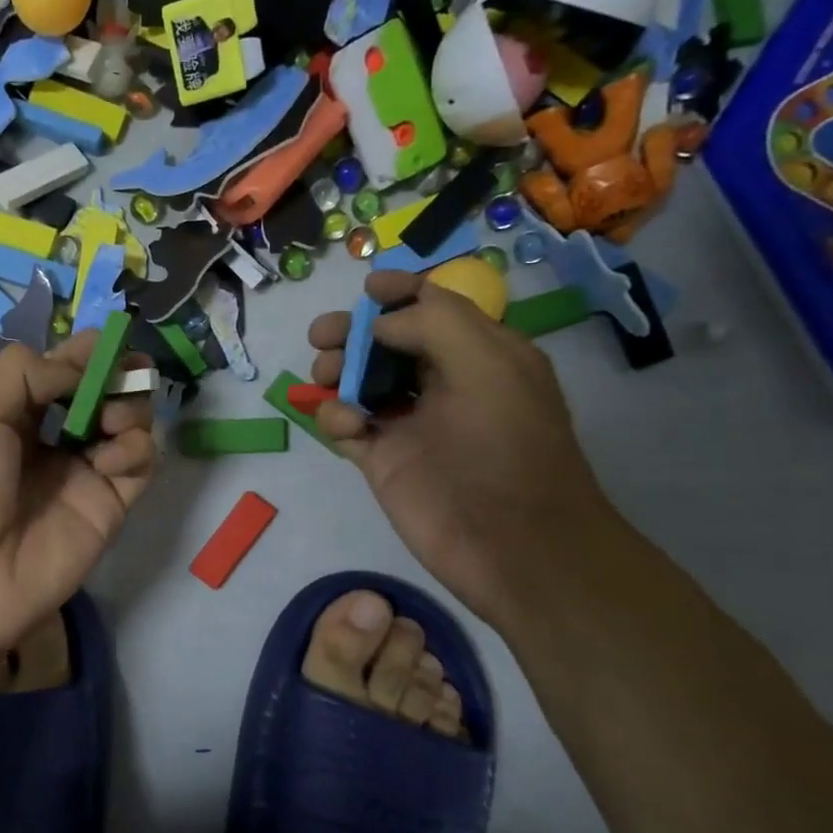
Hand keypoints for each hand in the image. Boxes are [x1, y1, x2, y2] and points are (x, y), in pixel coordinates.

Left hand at [0, 332, 155, 650]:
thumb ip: (28, 373)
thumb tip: (82, 363)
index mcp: (18, 414)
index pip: (65, 371)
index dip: (89, 353)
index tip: (111, 340)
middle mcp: (56, 439)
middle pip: (104, 393)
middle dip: (119, 375)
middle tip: (127, 372)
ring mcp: (85, 473)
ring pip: (130, 424)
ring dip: (130, 407)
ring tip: (109, 418)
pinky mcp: (110, 506)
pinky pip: (139, 464)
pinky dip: (136, 448)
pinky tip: (111, 456)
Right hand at [308, 270, 622, 627]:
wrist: (509, 543)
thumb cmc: (506, 447)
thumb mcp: (488, 365)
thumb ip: (434, 323)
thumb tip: (378, 324)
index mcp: (481, 354)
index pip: (434, 308)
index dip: (399, 293)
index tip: (365, 289)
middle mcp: (443, 382)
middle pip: (385, 342)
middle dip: (352, 332)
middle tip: (323, 337)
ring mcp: (409, 423)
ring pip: (358, 381)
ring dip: (336, 371)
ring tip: (326, 379)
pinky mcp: (381, 460)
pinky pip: (346, 425)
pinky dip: (335, 417)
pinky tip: (345, 425)